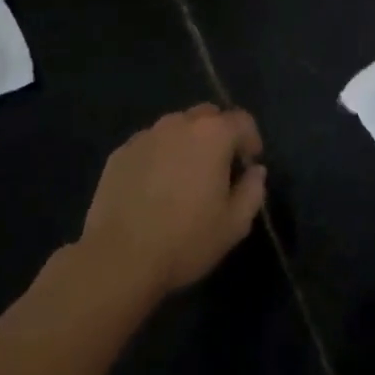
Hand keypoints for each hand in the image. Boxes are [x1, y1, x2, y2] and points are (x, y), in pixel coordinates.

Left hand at [79, 104, 266, 298]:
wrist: (118, 258)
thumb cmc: (185, 240)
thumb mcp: (234, 225)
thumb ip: (252, 191)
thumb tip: (255, 172)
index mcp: (213, 135)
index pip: (242, 120)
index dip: (251, 140)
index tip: (249, 164)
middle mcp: (179, 124)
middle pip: (207, 115)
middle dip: (218, 134)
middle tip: (218, 168)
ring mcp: (145, 136)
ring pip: (175, 128)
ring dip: (186, 143)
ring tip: (183, 177)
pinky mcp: (120, 153)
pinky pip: (149, 145)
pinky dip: (158, 156)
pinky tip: (153, 187)